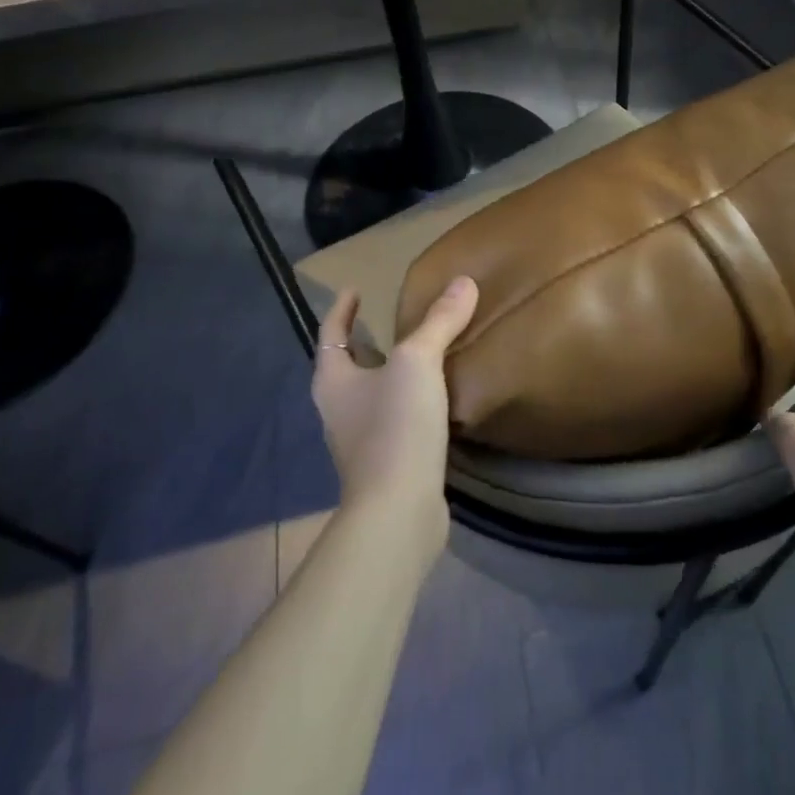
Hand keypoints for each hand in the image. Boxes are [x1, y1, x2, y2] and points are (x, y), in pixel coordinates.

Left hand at [312, 277, 478, 552]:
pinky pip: (395, 419)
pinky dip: (408, 402)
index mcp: (334, 381)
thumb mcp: (418, 363)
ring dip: (388, 373)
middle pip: (348, 366)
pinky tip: (435, 399)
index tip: (354, 289)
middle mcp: (339, 410)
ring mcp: (360, 441)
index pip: (331, 333)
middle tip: (388, 320)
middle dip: (365, 342)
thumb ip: (439, 322)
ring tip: (418, 354)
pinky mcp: (386, 464)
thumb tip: (463, 281)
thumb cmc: (395, 427)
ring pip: (372, 394)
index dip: (342, 309)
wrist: (398, 512)